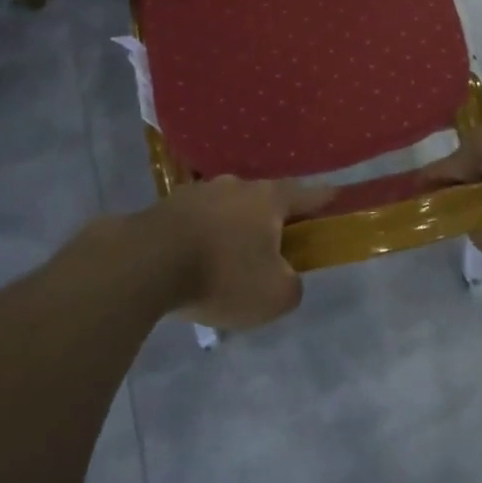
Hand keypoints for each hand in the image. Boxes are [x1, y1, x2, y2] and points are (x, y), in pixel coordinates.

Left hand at [129, 177, 331, 329]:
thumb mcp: (274, 296)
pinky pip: (195, 221)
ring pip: (227, 208)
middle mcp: (236, 186)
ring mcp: (197, 192)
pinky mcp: (165, 207)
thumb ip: (292, 286)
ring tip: (227, 259)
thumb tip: (286, 278)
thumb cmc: (221, 274)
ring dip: (232, 228)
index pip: (307, 193)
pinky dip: (201, 237)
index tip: (336, 197)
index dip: (324, 198)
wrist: (144, 263)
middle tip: (274, 245)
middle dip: (271, 220)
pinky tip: (193, 261)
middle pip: (264, 200)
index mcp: (269, 199)